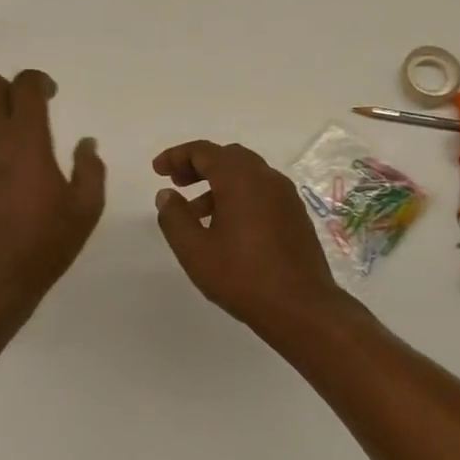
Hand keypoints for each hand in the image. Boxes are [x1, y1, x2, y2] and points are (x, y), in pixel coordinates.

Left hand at [0, 70, 105, 327]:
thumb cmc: (43, 243)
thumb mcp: (85, 209)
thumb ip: (90, 169)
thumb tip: (86, 143)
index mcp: (26, 138)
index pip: (25, 84)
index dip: (39, 81)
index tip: (51, 95)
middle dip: (7, 87)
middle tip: (24, 108)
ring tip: (4, 131)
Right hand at [153, 139, 348, 329]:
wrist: (302, 307)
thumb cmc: (242, 276)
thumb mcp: (195, 250)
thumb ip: (174, 217)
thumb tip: (166, 194)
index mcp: (240, 178)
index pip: (203, 151)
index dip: (177, 156)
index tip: (157, 170)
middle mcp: (266, 177)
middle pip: (227, 157)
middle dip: (198, 166)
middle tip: (177, 184)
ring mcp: (286, 195)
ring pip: (246, 175)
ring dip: (218, 184)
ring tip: (197, 214)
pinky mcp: (296, 215)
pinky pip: (262, 192)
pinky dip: (239, 196)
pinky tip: (227, 228)